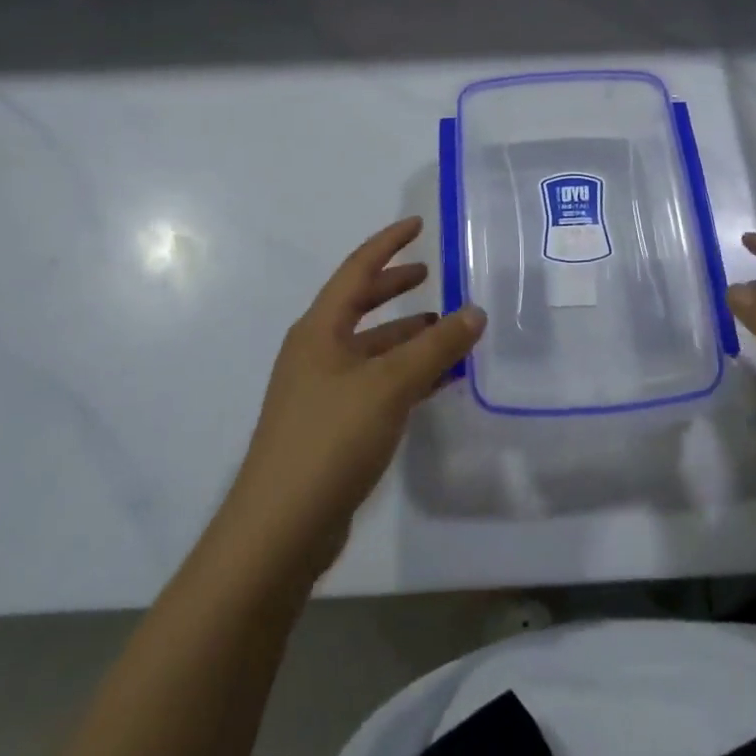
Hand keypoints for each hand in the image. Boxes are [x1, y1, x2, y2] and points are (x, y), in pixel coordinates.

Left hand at [224, 217, 484, 576]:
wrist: (280, 530)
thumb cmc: (330, 439)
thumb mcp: (389, 385)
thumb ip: (435, 347)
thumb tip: (475, 311)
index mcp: (319, 330)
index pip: (357, 270)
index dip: (388, 244)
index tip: (418, 224)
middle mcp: (317, 353)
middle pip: (361, 306)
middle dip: (396, 288)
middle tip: (432, 274)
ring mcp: (322, 392)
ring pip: (372, 349)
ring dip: (408, 337)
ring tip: (448, 331)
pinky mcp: (332, 428)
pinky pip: (376, 384)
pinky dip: (406, 375)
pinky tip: (436, 383)